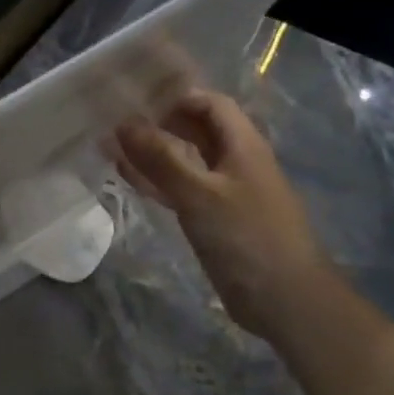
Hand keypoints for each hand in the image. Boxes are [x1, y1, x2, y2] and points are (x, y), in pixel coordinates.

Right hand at [115, 90, 332, 338]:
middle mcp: (234, 162)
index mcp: (242, 146)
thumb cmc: (247, 237)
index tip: (135, 97)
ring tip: (109, 144)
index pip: (210, 104)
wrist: (284, 299)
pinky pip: (179, 188)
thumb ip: (161, 158)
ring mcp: (223, 192)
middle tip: (112, 118)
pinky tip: (126, 177)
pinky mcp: (212, 219)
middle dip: (157, 122)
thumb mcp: (200, 193)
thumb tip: (123, 122)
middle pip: (195, 130)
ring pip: (183, 160)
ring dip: (150, 152)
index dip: (176, 96)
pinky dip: (154, 180)